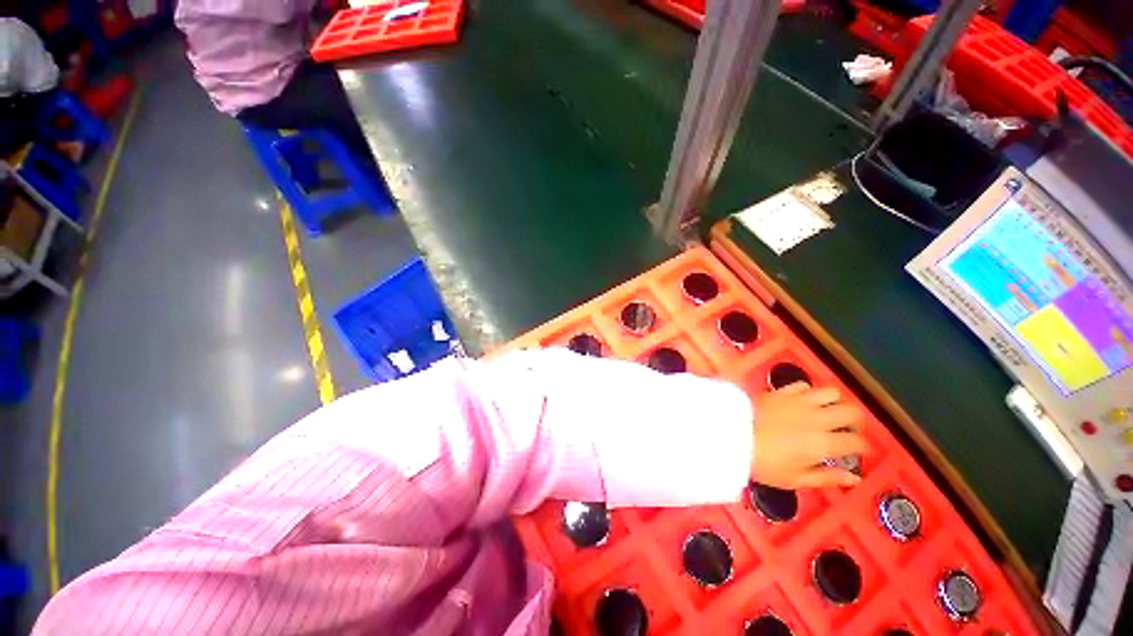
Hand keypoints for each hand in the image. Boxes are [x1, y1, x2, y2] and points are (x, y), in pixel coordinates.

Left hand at [750, 383, 866, 489]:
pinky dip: (808, 392)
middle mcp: (817, 418)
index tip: (856, 451)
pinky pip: (803, 385)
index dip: (861, 447)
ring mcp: (798, 401)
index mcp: (824, 443)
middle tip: (847, 430)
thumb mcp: (796, 479)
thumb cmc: (763, 463)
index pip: (857, 441)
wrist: (730, 435)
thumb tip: (855, 479)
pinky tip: (802, 401)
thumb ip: (828, 477)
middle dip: (855, 421)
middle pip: (852, 411)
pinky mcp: (780, 391)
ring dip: (835, 402)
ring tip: (827, 413)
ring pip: (831, 392)